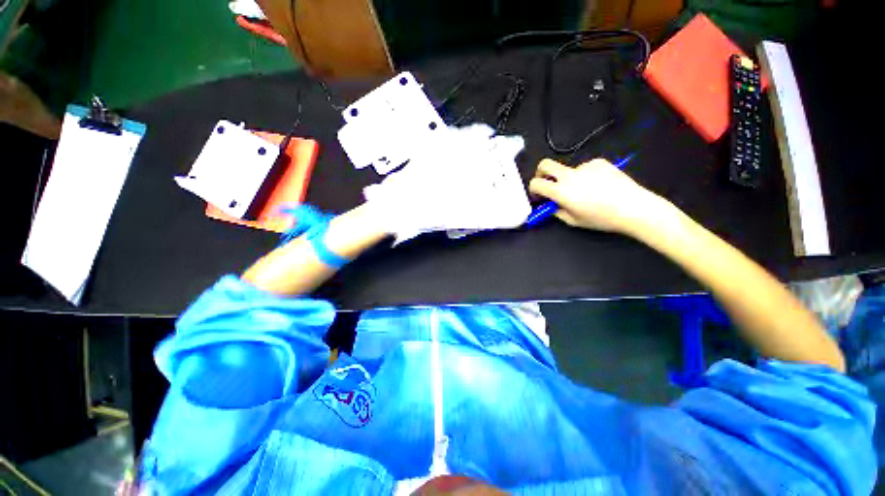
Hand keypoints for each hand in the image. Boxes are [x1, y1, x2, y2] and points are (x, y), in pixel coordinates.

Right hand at [528, 158, 665, 234]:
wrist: (633, 207)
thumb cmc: (601, 218)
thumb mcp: (573, 221)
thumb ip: (557, 211)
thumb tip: (551, 205)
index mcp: (561, 191)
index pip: (536, 183)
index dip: (533, 189)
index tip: (538, 196)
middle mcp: (569, 175)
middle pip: (545, 164)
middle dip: (541, 173)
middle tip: (547, 182)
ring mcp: (585, 166)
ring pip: (568, 170)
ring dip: (568, 179)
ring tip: (586, 192)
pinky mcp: (599, 162)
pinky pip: (585, 168)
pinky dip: (585, 176)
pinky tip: (598, 186)